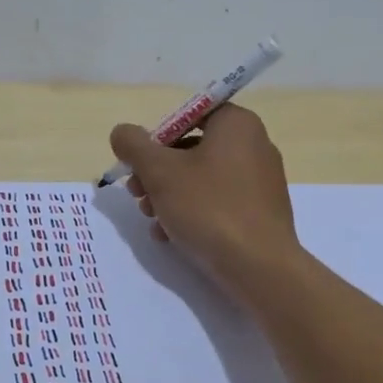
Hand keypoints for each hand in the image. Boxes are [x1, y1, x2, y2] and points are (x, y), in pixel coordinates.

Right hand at [108, 105, 301, 292]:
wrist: (259, 267)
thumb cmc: (209, 208)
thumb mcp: (160, 172)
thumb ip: (134, 146)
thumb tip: (122, 133)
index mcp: (237, 124)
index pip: (190, 114)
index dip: (158, 135)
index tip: (140, 162)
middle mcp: (255, 145)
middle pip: (192, 148)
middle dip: (157, 171)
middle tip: (136, 193)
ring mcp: (261, 181)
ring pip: (202, 178)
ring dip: (169, 195)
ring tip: (150, 218)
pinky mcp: (261, 212)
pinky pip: (219, 202)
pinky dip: (192, 213)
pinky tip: (169, 235)